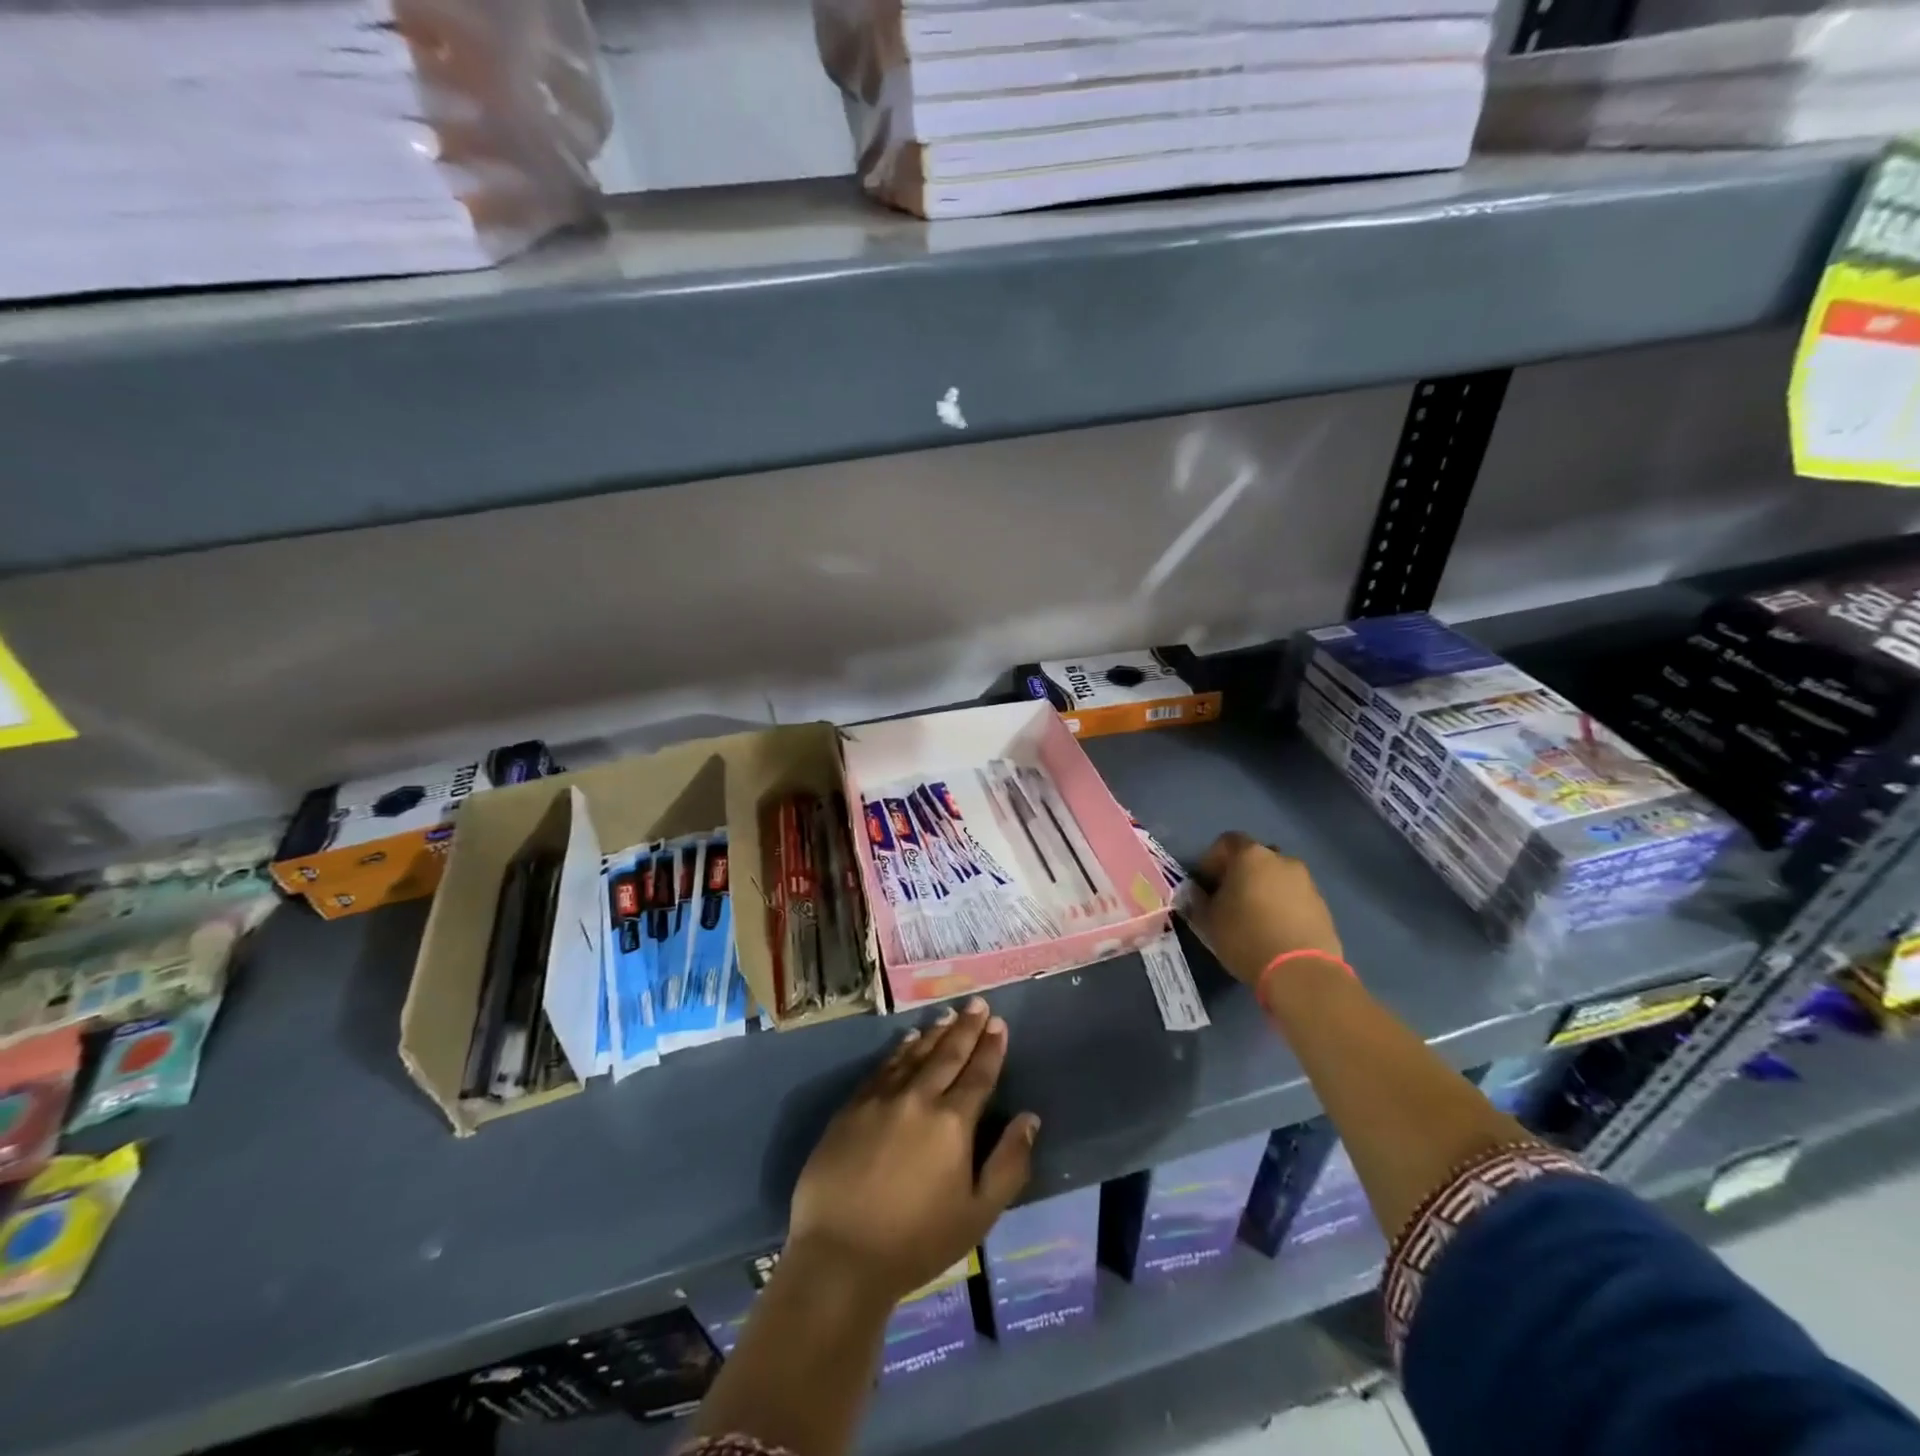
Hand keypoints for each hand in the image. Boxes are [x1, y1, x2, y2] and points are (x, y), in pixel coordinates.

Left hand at [787, 997, 1038, 1306]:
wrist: (840, 1256)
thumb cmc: (917, 1242)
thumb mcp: (978, 1214)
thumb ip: (1008, 1164)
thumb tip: (1029, 1119)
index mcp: (952, 1123)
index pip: (978, 1075)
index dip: (991, 1048)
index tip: (999, 1024)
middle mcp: (918, 1098)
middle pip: (947, 1054)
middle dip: (966, 1028)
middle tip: (978, 1004)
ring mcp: (881, 1099)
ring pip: (914, 1054)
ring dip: (934, 1033)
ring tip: (949, 1015)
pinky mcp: (852, 1107)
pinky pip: (882, 1067)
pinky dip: (899, 1050)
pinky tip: (907, 1040)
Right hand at [1188, 832, 1342, 985]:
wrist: (1301, 971)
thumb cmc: (1246, 937)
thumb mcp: (1209, 921)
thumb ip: (1198, 901)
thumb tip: (1196, 893)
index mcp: (1250, 856)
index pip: (1226, 841)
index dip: (1213, 859)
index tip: (1206, 883)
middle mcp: (1281, 860)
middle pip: (1256, 857)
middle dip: (1241, 873)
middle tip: (1230, 898)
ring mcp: (1306, 881)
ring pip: (1278, 877)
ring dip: (1265, 889)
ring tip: (1255, 917)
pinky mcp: (1323, 905)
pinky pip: (1295, 897)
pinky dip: (1284, 905)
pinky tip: (1276, 930)